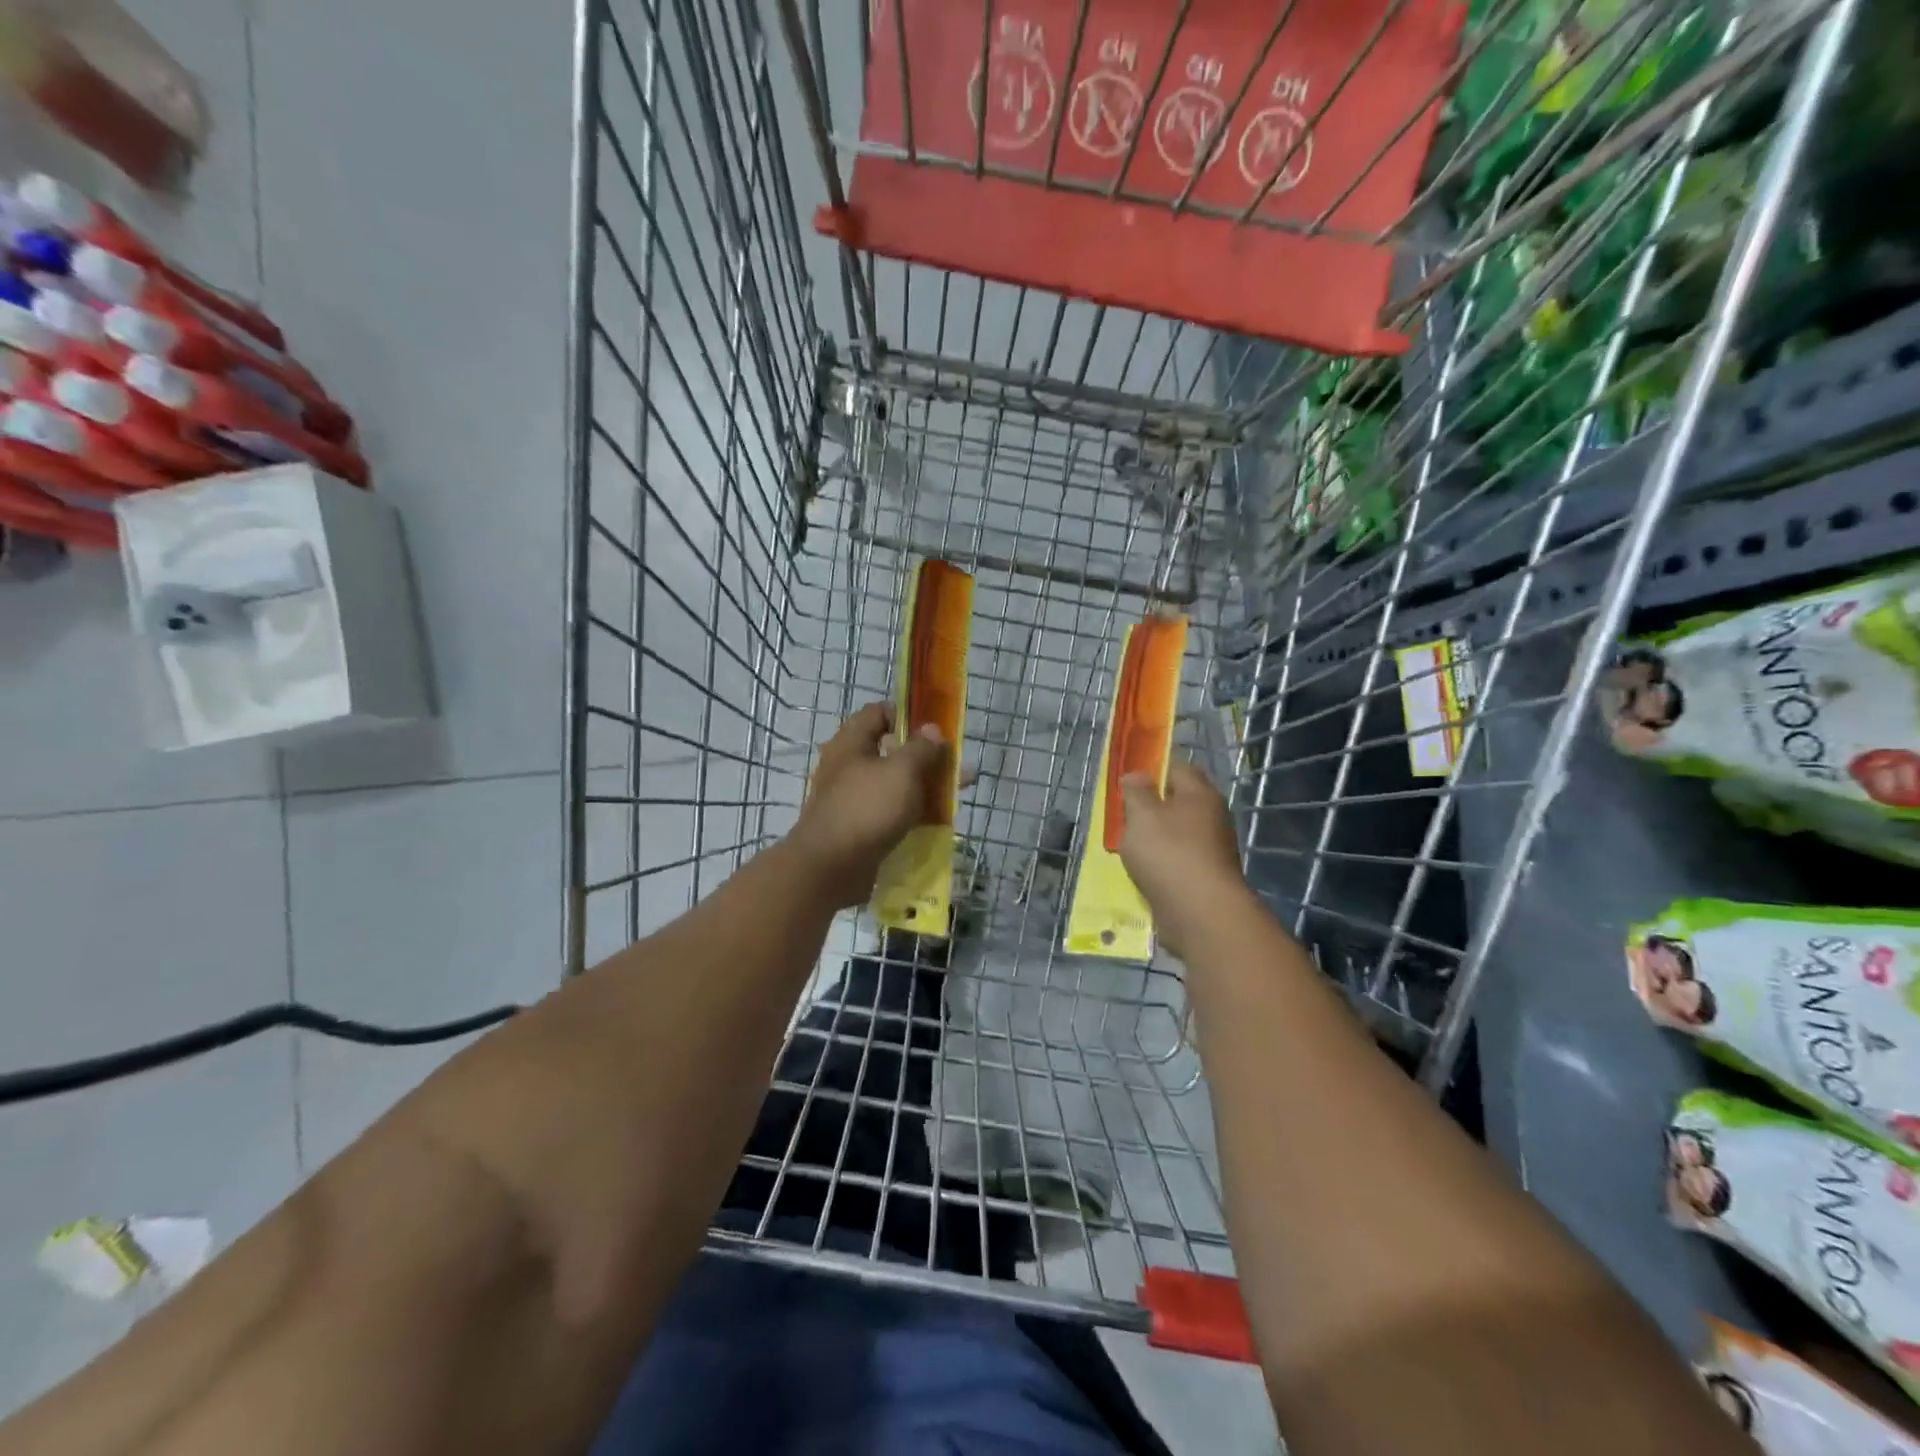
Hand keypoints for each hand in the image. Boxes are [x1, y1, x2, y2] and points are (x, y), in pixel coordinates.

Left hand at [789, 703, 948, 907]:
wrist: (829, 868)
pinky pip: (889, 813)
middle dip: (926, 757)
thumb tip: (933, 729)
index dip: (908, 715)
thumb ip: (921, 748)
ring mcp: (852, 798)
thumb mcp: (902, 771)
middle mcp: (848, 766)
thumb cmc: (866, 809)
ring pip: (894, 784)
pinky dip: (911, 814)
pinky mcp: (858, 827)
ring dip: (924, 787)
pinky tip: (936, 823)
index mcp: (851, 743)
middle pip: (891, 750)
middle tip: (957, 766)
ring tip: (955, 796)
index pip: (879, 713)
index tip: (936, 729)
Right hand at [1118, 762, 1255, 958]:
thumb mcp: (1142, 816)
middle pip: (1180, 802)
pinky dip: (1163, 863)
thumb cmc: (1169, 854)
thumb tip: (1136, 774)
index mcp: (1200, 794)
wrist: (1201, 914)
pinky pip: (1179, 861)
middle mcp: (1212, 817)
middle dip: (1154, 806)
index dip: (1154, 769)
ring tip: (1129, 845)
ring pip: (1179, 833)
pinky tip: (1145, 871)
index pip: (1178, 768)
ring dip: (1157, 838)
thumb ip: (1137, 792)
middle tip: (1125, 813)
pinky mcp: (1206, 878)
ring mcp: (1212, 849)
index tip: (1129, 779)